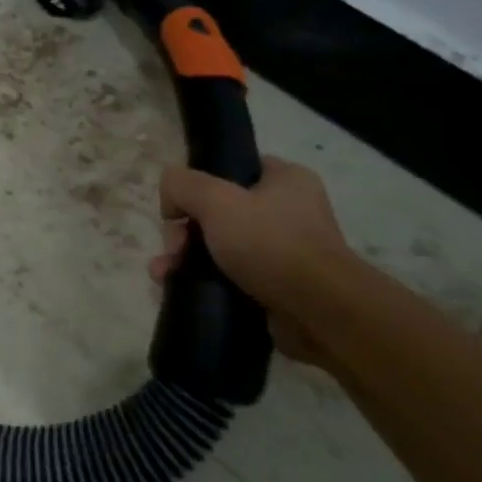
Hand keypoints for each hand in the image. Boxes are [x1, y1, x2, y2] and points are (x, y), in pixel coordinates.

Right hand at [149, 156, 355, 367]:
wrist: (318, 312)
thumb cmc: (270, 243)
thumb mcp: (216, 200)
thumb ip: (182, 184)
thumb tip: (170, 195)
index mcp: (285, 180)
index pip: (232, 169)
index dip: (198, 184)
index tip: (179, 208)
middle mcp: (288, 211)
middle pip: (217, 210)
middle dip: (184, 230)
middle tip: (173, 248)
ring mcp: (283, 251)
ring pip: (218, 245)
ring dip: (184, 257)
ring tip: (163, 273)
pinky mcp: (276, 286)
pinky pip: (228, 275)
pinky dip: (201, 279)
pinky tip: (174, 286)